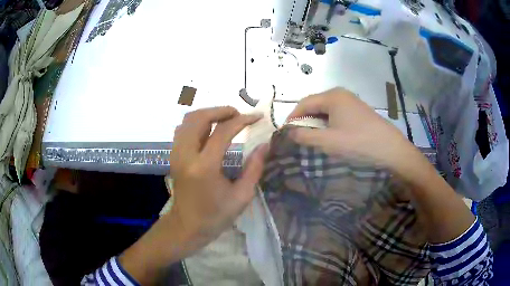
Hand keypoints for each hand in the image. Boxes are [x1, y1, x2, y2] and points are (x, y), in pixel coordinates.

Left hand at [169, 106, 268, 252]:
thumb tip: (265, 145)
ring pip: (188, 120)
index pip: (223, 131)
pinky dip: (198, 123)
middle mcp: (186, 155)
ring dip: (208, 114)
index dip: (242, 120)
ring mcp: (176, 154)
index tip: (257, 117)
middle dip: (221, 110)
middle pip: (199, 117)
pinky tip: (210, 130)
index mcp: (204, 167)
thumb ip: (254, 168)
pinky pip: (183, 129)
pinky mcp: (173, 156)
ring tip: (226, 120)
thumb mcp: (241, 196)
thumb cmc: (215, 216)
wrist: (187, 226)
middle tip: (239, 115)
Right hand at [287, 88, 424, 177]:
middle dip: (305, 120)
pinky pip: (337, 113)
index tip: (286, 133)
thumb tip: (289, 132)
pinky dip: (329, 123)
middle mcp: (341, 93)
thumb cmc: (358, 143)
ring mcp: (351, 101)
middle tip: (299, 137)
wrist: (390, 149)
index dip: (293, 117)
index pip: (304, 103)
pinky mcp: (358, 110)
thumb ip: (305, 136)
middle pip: (315, 104)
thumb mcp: (328, 142)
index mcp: (332, 96)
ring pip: (326, 110)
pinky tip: (331, 135)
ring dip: (317, 123)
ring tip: (314, 138)